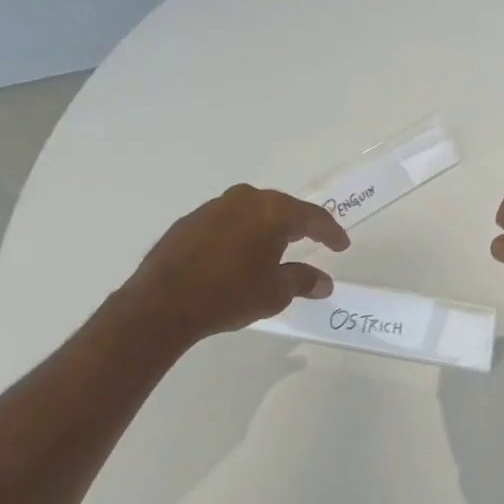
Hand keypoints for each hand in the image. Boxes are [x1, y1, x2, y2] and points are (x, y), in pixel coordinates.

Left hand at [124, 184, 349, 344]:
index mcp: (273, 212)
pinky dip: (240, 234)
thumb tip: (324, 282)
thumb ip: (303, 281)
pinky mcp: (190, 220)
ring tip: (275, 247)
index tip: (341, 245)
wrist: (162, 303)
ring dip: (267, 228)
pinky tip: (239, 254)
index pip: (313, 217)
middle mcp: (246, 200)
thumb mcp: (275, 292)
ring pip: (252, 212)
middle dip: (299, 225)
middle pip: (282, 208)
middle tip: (313, 240)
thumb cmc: (229, 295)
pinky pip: (227, 221)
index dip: (331, 232)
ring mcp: (215, 207)